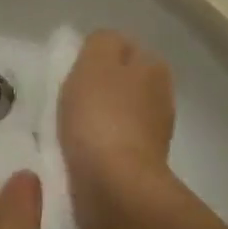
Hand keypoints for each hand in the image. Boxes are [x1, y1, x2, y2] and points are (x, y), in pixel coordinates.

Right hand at [58, 30, 175, 228]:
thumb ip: (101, 42)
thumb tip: (104, 47)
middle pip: (120, 82)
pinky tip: (78, 155)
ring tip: (67, 132)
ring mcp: (154, 134)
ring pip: (117, 114)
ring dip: (96, 120)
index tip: (69, 74)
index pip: (120, 48)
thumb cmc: (100, 117)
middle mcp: (161, 96)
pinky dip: (98, 147)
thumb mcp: (95, 62)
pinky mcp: (141, 165)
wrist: (114, 186)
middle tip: (66, 102)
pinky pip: (113, 145)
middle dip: (98, 89)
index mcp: (153, 67)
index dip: (93, 58)